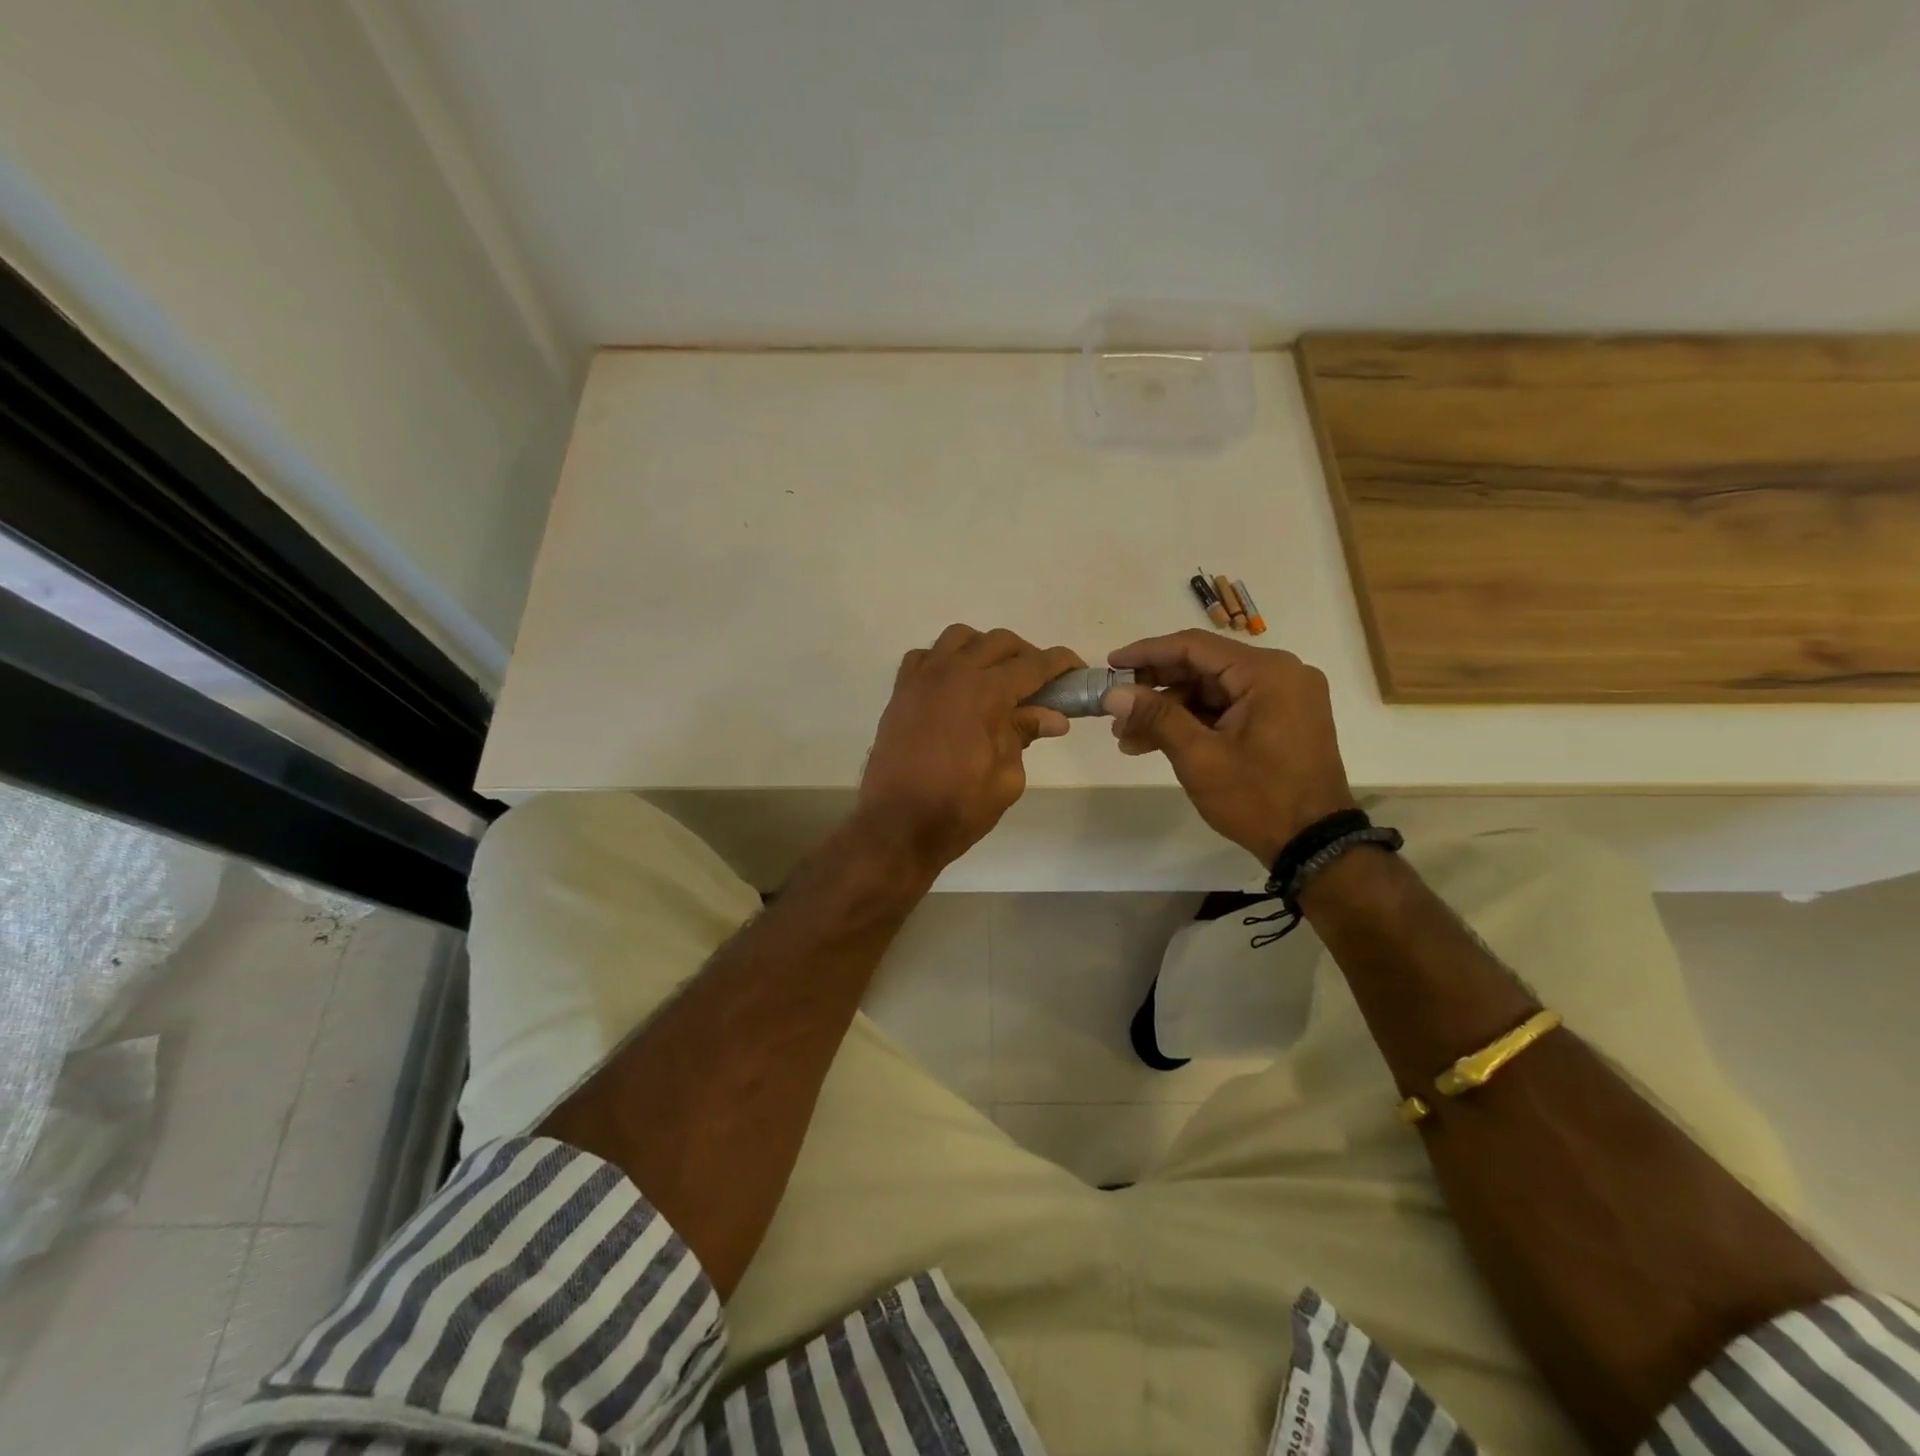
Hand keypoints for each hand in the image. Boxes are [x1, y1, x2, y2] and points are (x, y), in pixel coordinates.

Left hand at [856, 626, 1083, 870]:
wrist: (897, 826)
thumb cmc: (959, 808)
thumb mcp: (1007, 777)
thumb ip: (1025, 736)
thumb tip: (1053, 717)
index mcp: (985, 692)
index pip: (1034, 664)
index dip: (1061, 664)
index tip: (1077, 670)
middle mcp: (953, 673)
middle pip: (999, 642)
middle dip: (1026, 656)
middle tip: (1039, 684)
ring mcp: (922, 678)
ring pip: (959, 638)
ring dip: (984, 649)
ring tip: (995, 678)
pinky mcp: (900, 692)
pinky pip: (925, 656)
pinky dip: (945, 660)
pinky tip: (954, 685)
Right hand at [1104, 630, 1356, 865]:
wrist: (1314, 844)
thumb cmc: (1258, 798)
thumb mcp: (1199, 757)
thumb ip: (1155, 717)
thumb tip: (1112, 694)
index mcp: (1267, 672)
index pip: (1194, 646)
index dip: (1147, 653)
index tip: (1111, 664)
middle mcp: (1281, 673)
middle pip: (1203, 667)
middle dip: (1155, 690)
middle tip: (1115, 709)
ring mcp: (1284, 697)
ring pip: (1212, 691)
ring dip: (1170, 711)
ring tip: (1127, 737)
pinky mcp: (1282, 719)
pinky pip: (1228, 708)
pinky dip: (1194, 722)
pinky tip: (1157, 742)